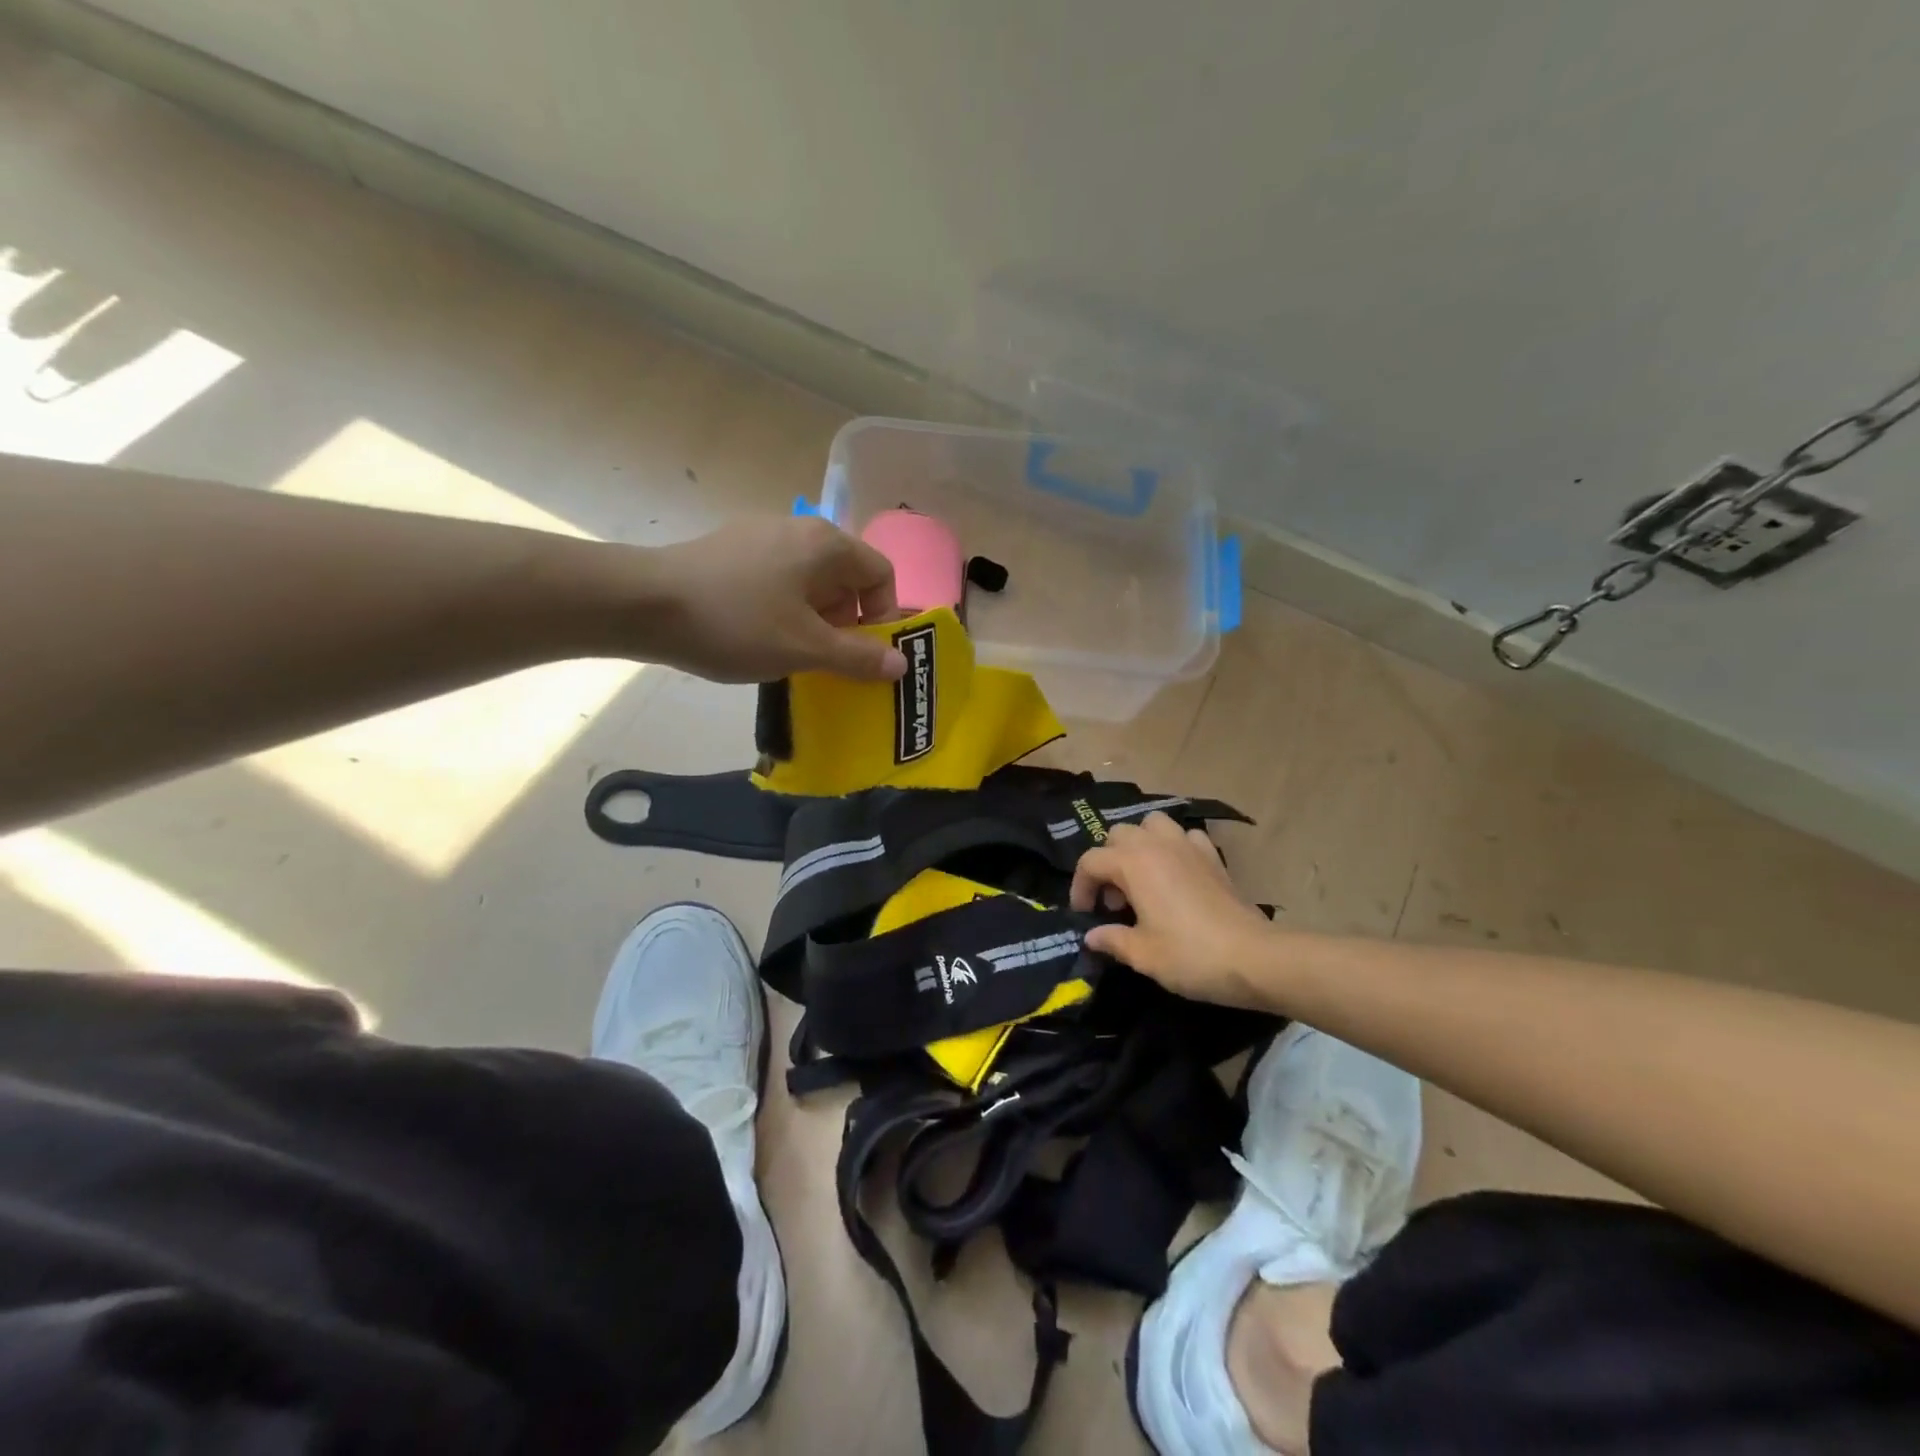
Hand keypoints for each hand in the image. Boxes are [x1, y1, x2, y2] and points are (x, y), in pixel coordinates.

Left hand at [642, 516, 905, 682]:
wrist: (643, 604)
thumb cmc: (737, 622)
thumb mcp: (805, 647)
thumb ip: (859, 657)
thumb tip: (901, 663)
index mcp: (826, 544)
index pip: (880, 574)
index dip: (883, 616)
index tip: (864, 653)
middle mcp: (798, 529)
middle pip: (845, 578)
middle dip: (847, 623)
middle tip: (828, 660)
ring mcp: (760, 536)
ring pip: (809, 582)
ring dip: (814, 621)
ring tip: (792, 655)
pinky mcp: (729, 550)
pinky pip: (776, 581)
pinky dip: (783, 610)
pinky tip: (757, 637)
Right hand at [1070, 812, 1273, 1006]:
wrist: (1254, 957)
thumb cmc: (1190, 955)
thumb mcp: (1143, 955)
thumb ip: (1112, 940)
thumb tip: (1093, 936)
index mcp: (1133, 863)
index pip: (1090, 862)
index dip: (1080, 888)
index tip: (1085, 915)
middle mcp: (1157, 845)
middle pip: (1118, 835)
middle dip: (1108, 862)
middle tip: (1115, 900)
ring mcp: (1188, 846)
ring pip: (1152, 824)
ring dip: (1140, 844)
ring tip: (1142, 877)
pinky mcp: (1213, 857)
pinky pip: (1186, 837)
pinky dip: (1175, 848)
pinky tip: (1178, 874)